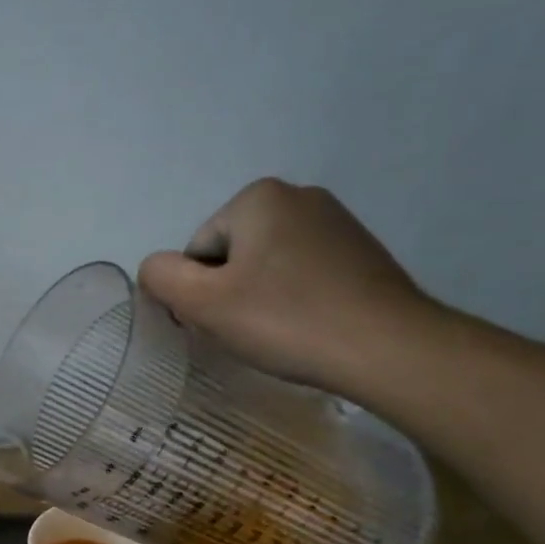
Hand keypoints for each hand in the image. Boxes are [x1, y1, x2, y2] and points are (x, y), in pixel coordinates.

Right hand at [137, 179, 437, 397]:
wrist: (389, 348)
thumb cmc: (286, 320)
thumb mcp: (203, 303)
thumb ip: (162, 277)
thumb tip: (156, 269)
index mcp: (258, 197)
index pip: (198, 252)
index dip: (199, 293)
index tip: (223, 324)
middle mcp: (299, 195)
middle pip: (232, 255)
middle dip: (230, 293)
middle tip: (249, 331)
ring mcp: (337, 222)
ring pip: (267, 266)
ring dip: (261, 298)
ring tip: (282, 332)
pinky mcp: (361, 251)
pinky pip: (303, 274)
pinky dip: (295, 299)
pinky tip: (309, 327)